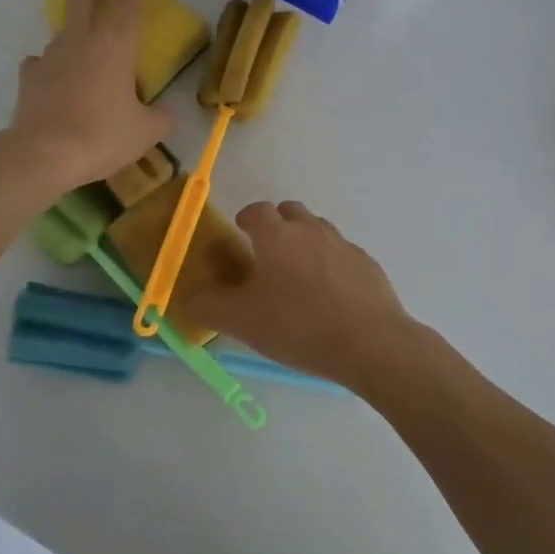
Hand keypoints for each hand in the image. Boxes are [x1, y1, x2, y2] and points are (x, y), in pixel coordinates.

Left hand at [8, 0, 168, 191]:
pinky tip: (56, 81)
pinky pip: (40, 61)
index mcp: (115, 46)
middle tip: (103, 4)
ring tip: (84, 56)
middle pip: (82, 0)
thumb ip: (161, 117)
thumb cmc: (103, 136)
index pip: (127, 5)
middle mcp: (81, 42)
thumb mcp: (146, 133)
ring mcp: (50, 56)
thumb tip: (166, 112)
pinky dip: (50, 66)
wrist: (45, 154)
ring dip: (74, 34)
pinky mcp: (28, 77)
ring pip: (61, 30)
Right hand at [179, 201, 418, 388]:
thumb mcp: (241, 321)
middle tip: (268, 254)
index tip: (241, 233)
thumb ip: (207, 307)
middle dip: (277, 225)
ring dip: (305, 242)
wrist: (370, 343)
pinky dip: (331, 264)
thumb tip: (184, 299)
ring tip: (298, 276)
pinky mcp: (368, 265)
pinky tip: (330, 295)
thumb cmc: (298, 325)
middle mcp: (311, 230)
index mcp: (277, 235)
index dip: (246, 218)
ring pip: (318, 230)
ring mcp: (343, 245)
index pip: (256, 210)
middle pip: (290, 212)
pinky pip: (342, 254)